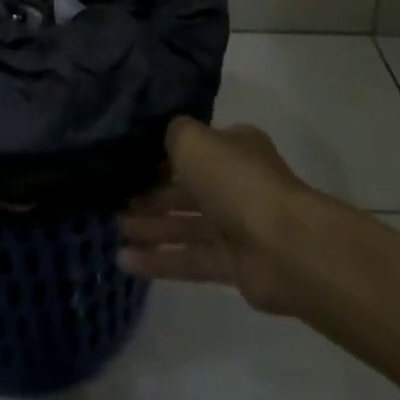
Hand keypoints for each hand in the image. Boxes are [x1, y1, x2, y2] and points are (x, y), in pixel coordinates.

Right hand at [117, 118, 308, 315]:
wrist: (284, 246)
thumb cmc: (236, 180)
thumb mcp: (194, 140)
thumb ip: (174, 133)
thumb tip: (166, 138)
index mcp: (234, 148)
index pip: (194, 148)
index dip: (161, 154)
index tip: (128, 161)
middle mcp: (235, 183)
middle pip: (187, 187)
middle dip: (152, 193)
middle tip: (115, 198)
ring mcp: (236, 226)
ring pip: (185, 224)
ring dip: (151, 226)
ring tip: (115, 228)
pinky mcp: (233, 266)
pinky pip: (189, 259)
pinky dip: (159, 260)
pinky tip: (125, 261)